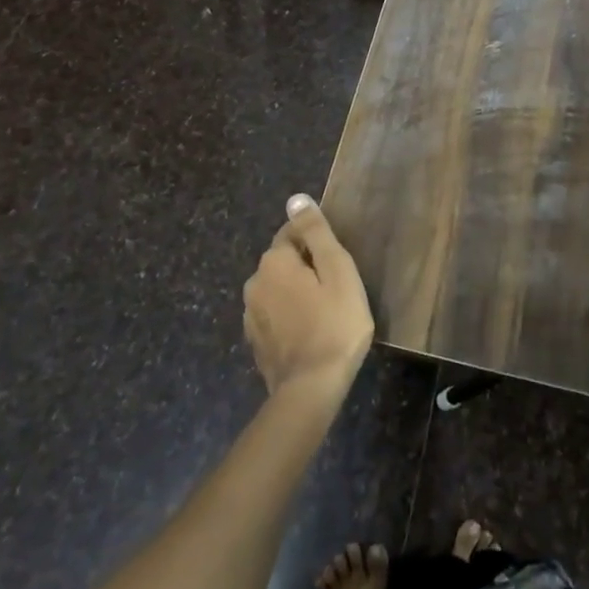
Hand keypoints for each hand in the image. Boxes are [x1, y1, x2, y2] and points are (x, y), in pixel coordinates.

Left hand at [243, 195, 374, 403]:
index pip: (293, 232)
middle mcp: (254, 282)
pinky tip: (308, 330)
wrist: (311, 389)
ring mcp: (250, 314)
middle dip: (306, 266)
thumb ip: (316, 232)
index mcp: (274, 261)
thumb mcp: (337, 270)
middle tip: (336, 287)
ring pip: (277, 288)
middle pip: (284, 260)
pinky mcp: (255, 340)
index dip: (317, 243)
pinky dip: (289, 315)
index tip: (337, 264)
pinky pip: (274, 314)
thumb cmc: (334, 324)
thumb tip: (296, 199)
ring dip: (296, 291)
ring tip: (324, 310)